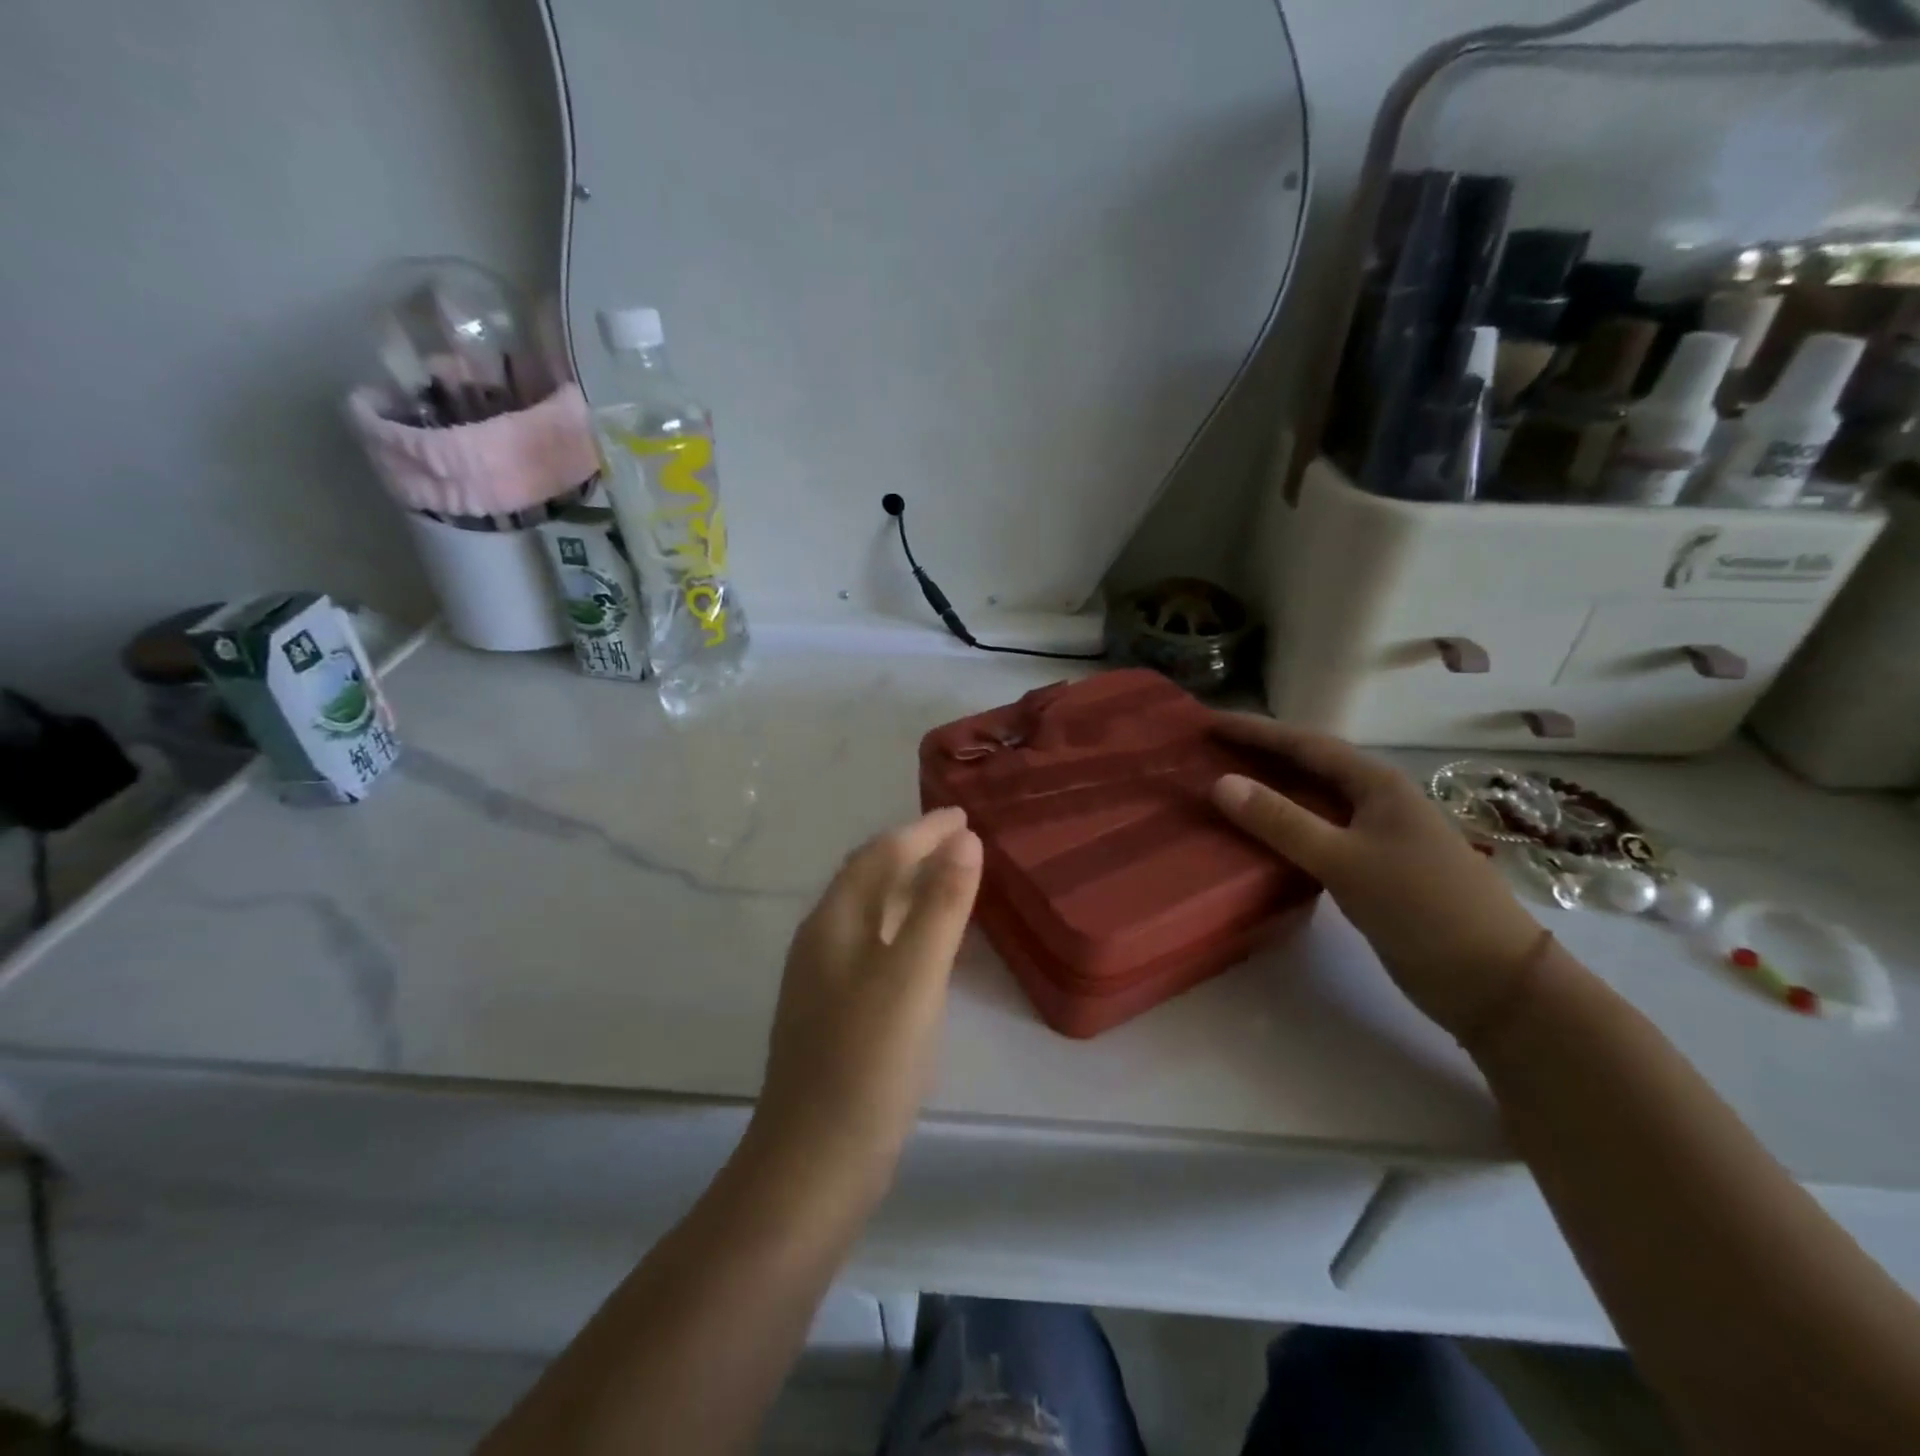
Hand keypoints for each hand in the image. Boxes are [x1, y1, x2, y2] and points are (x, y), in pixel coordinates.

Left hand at [748, 807, 982, 1198]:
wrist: (814, 1164)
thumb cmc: (869, 1062)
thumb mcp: (914, 976)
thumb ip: (940, 904)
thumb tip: (965, 839)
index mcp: (833, 922)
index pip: (880, 854)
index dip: (923, 830)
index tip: (963, 816)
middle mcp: (821, 941)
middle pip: (868, 878)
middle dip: (912, 851)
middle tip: (960, 841)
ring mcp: (823, 980)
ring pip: (870, 914)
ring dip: (908, 889)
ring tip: (950, 880)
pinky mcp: (835, 1014)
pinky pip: (874, 947)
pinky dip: (905, 929)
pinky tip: (927, 948)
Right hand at [1209, 714, 1542, 1043]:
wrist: (1493, 981)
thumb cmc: (1422, 908)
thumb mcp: (1345, 861)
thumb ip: (1281, 821)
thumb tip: (1220, 783)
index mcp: (1376, 784)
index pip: (1304, 744)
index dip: (1254, 731)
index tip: (1206, 721)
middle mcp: (1375, 801)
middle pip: (1306, 767)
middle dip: (1257, 755)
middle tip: (1204, 750)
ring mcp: (1375, 836)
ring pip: (1310, 801)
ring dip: (1267, 791)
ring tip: (1219, 785)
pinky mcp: (1370, 869)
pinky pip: (1314, 834)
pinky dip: (1281, 828)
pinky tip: (1255, 837)